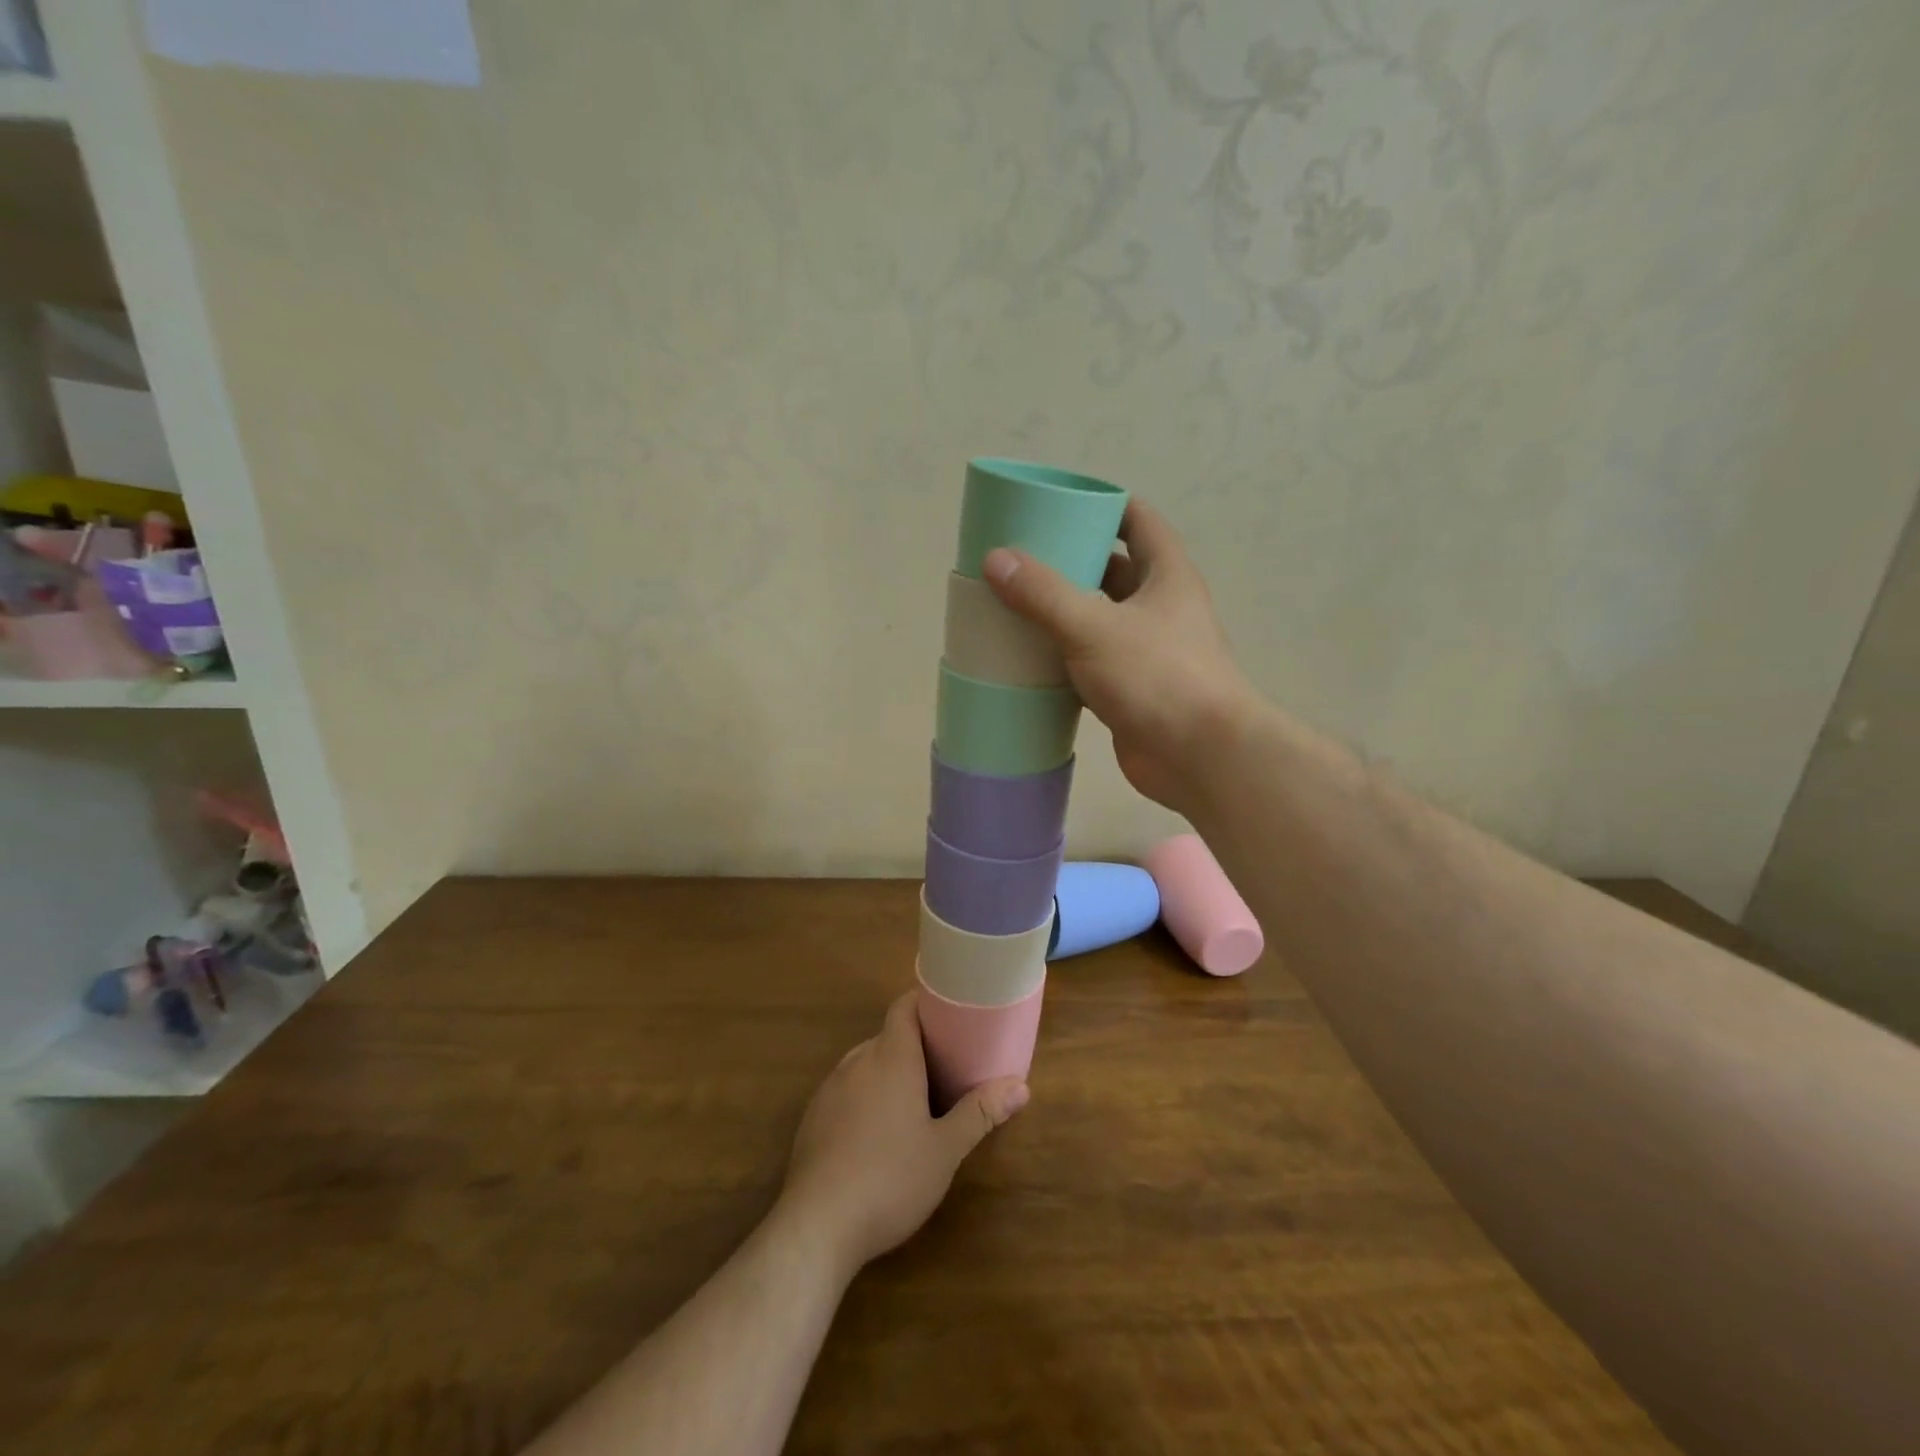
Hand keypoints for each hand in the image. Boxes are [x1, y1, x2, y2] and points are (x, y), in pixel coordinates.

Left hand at [779, 993, 1027, 1277]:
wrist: (817, 1225)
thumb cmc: (890, 1178)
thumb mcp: (945, 1150)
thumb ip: (980, 1113)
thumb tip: (1022, 1086)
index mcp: (891, 1057)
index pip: (904, 1007)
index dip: (925, 1003)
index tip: (950, 1014)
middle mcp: (858, 1061)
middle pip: (887, 1036)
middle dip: (914, 1045)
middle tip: (944, 1067)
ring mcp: (830, 1088)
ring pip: (865, 1063)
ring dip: (888, 1072)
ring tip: (914, 1100)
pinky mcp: (812, 1117)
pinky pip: (845, 1090)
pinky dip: (864, 1096)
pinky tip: (875, 1133)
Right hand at [984, 499, 1258, 814]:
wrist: (1199, 757)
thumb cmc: (1157, 676)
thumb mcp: (1094, 627)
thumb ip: (1044, 594)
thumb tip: (996, 559)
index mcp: (1167, 577)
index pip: (1139, 523)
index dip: (1105, 507)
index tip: (1061, 505)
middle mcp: (1162, 609)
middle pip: (1116, 572)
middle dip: (1074, 562)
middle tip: (1024, 559)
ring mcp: (1149, 652)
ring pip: (1102, 620)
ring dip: (1066, 613)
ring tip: (1016, 604)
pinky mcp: (1132, 691)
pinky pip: (1093, 663)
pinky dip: (1065, 658)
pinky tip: (1030, 658)